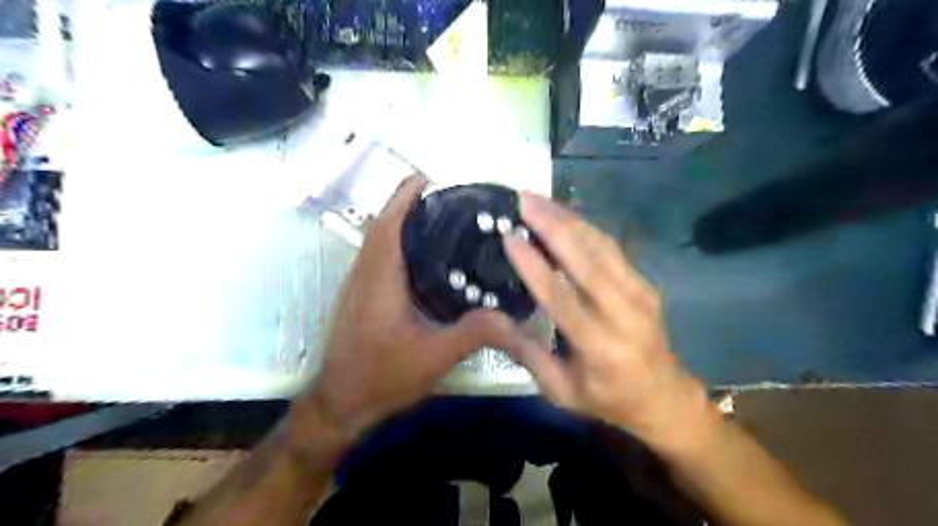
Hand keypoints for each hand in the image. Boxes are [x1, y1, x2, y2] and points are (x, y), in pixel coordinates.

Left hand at [293, 174, 514, 443]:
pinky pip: (378, 259)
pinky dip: (397, 245)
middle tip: (444, 199)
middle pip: (382, 228)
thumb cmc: (382, 377)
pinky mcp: (360, 298)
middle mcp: (364, 276)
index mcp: (379, 281)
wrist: (341, 402)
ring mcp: (358, 287)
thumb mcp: (434, 357)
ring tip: (438, 220)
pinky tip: (424, 259)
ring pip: (378, 243)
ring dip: (400, 224)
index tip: (424, 178)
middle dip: (406, 205)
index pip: (388, 227)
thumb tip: (513, 318)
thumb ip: (473, 334)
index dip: (403, 198)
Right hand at [494, 193, 707, 451]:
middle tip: (522, 199)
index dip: (533, 263)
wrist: (662, 396)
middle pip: (585, 259)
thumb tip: (491, 318)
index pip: (560, 296)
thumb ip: (526, 352)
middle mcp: (622, 313)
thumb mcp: (559, 389)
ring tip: (538, 199)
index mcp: (598, 345)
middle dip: (551, 224)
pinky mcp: (645, 283)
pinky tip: (564, 214)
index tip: (509, 235)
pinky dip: (585, 227)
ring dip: (568, 218)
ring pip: (600, 245)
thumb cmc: (604, 397)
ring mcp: (639, 293)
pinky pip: (611, 248)